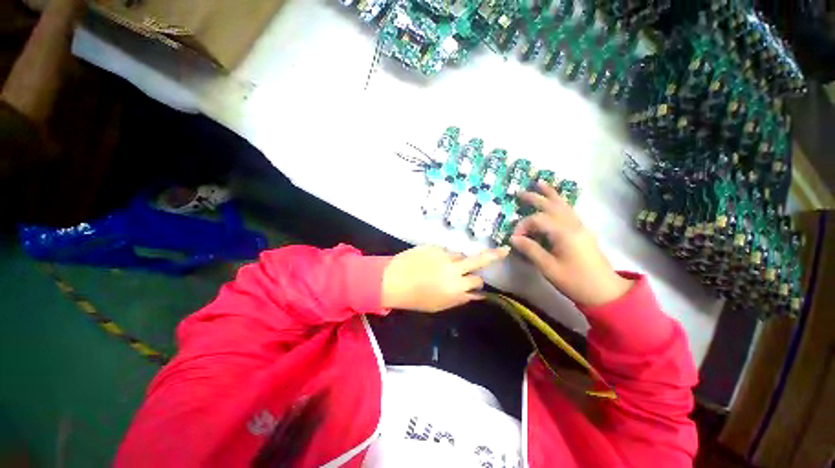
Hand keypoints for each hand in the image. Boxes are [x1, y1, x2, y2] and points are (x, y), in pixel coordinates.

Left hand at [382, 245, 509, 312]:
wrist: (393, 280)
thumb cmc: (416, 298)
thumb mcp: (440, 305)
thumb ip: (461, 298)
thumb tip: (477, 294)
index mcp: (456, 288)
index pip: (478, 281)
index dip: (476, 283)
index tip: (476, 283)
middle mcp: (454, 269)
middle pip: (479, 260)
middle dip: (493, 255)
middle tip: (504, 250)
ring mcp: (444, 255)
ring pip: (460, 255)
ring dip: (457, 260)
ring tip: (443, 267)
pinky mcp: (433, 246)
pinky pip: (444, 250)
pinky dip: (442, 256)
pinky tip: (431, 262)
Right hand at [511, 181, 632, 306]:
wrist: (605, 291)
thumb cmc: (575, 280)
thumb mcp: (548, 267)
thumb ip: (530, 250)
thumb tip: (514, 238)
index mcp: (563, 233)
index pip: (537, 220)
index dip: (522, 226)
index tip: (514, 238)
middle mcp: (572, 225)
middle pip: (551, 205)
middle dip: (534, 198)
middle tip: (519, 193)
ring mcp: (580, 226)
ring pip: (563, 205)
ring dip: (550, 194)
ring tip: (540, 184)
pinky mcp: (582, 231)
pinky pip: (569, 211)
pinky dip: (560, 202)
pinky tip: (555, 201)